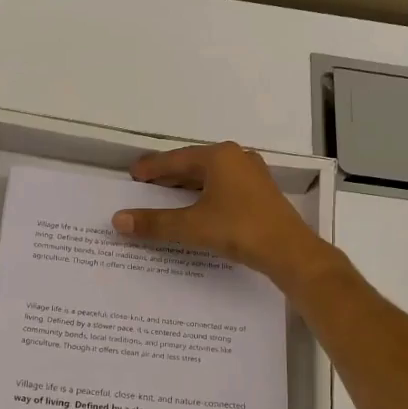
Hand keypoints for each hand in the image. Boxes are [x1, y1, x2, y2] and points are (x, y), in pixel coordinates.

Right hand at [112, 142, 333, 290]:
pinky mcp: (261, 194)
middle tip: (145, 186)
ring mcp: (252, 175)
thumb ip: (154, 223)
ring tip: (166, 198)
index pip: (175, 159)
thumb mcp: (191, 226)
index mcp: (219, 157)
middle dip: (169, 176)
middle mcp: (237, 158)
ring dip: (187, 187)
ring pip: (210, 177)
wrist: (290, 251)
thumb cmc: (239, 230)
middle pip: (193, 164)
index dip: (151, 167)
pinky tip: (197, 209)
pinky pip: (224, 188)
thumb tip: (118, 220)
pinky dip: (205, 195)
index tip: (133, 174)